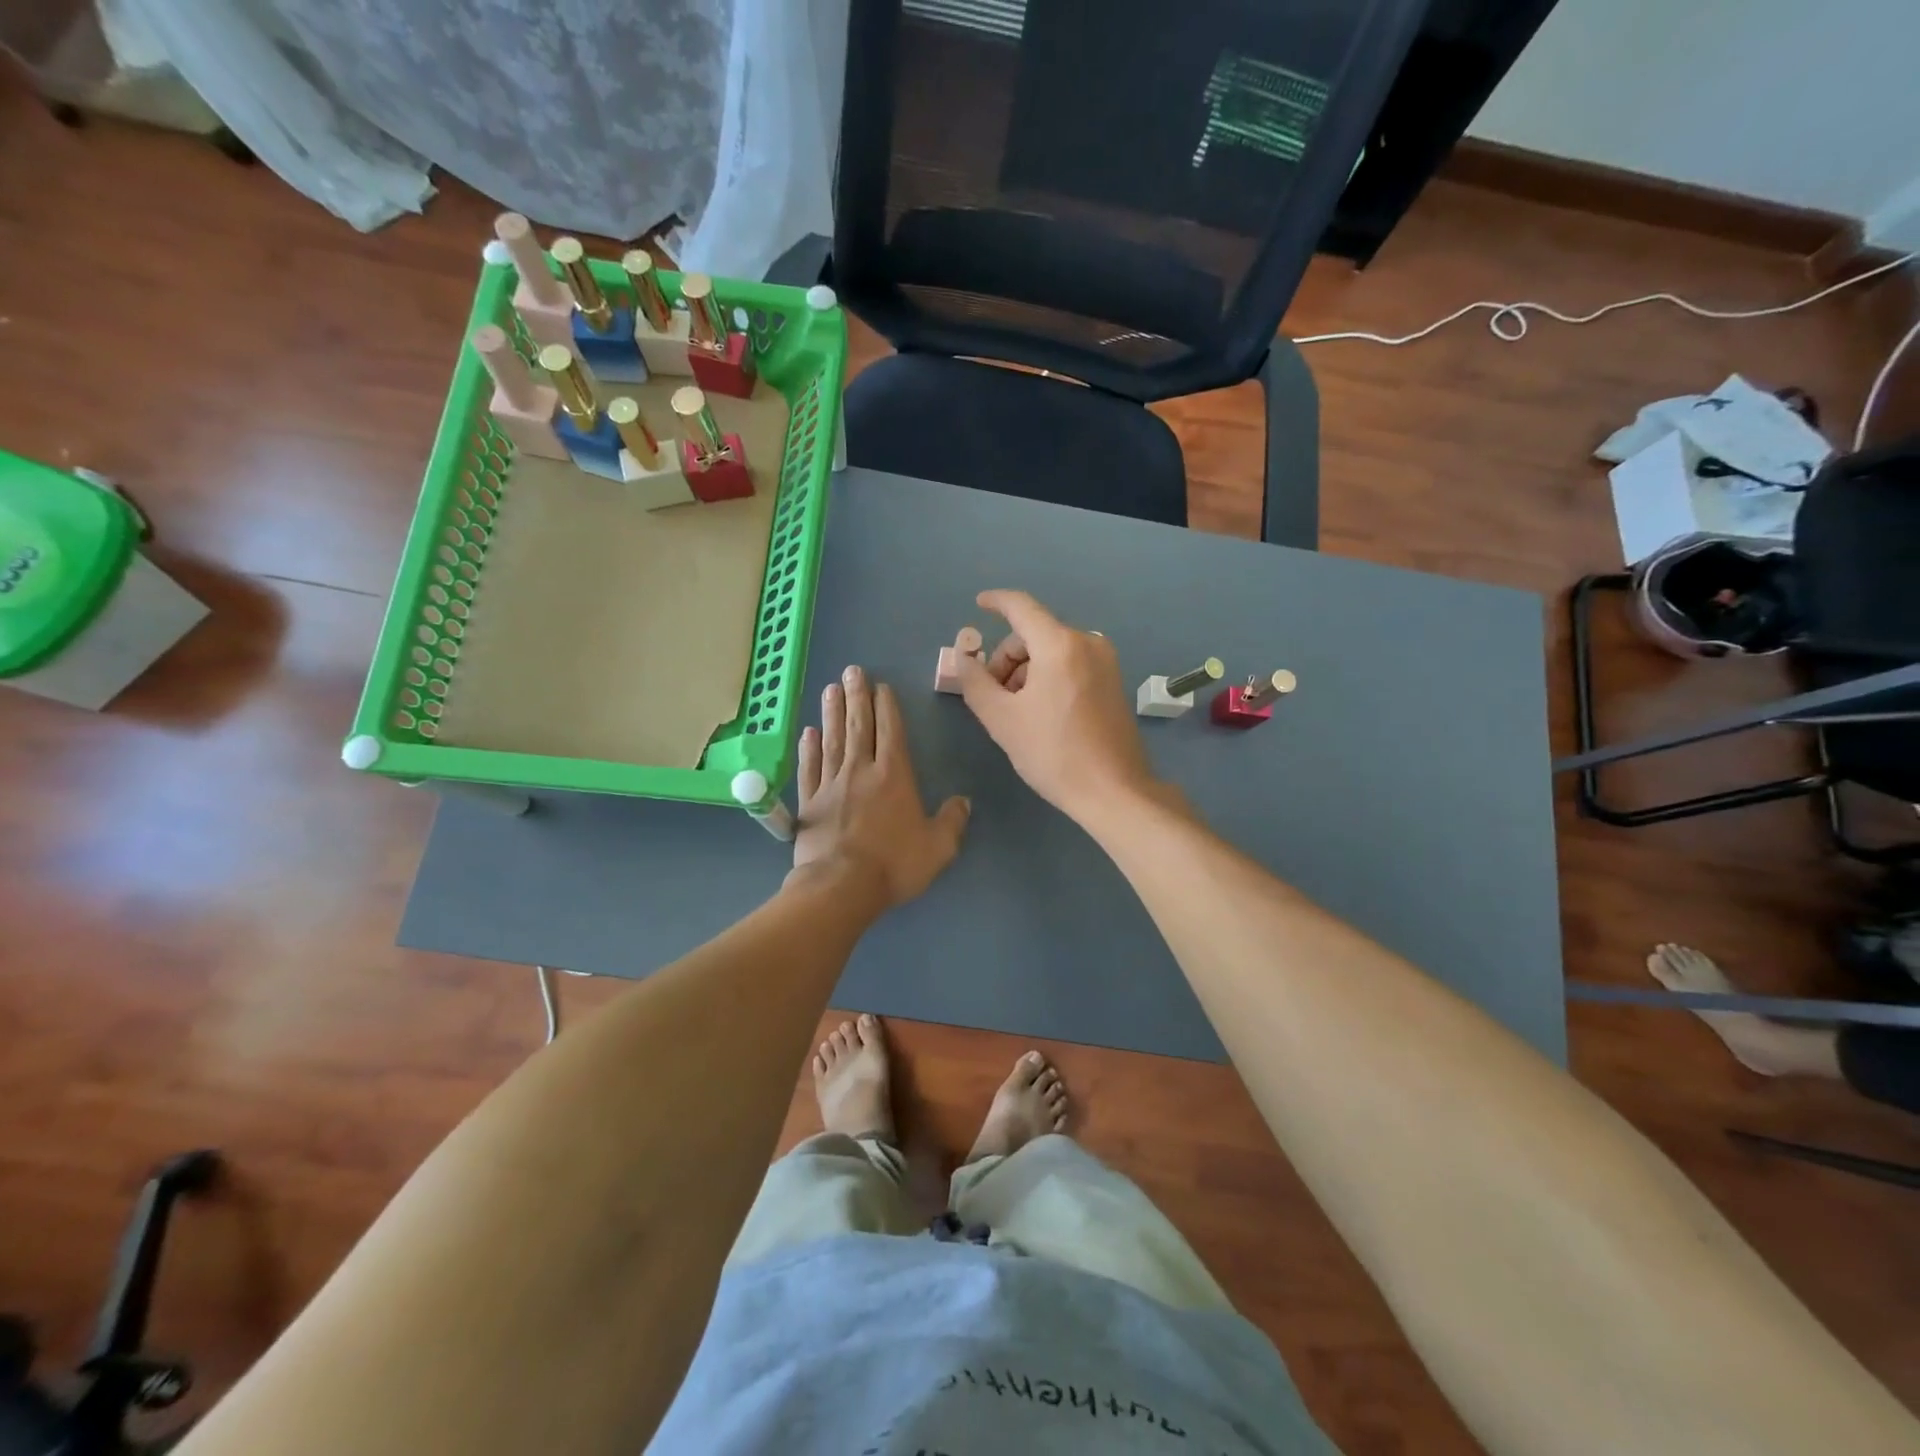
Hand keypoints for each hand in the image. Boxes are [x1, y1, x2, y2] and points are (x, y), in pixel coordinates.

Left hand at [790, 664, 969, 908]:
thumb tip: (963, 802)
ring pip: (832, 739)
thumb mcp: (938, 847)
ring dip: (831, 713)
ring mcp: (831, 784)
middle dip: (857, 697)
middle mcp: (861, 770)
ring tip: (830, 688)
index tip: (881, 686)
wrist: (841, 887)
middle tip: (852, 671)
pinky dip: (809, 748)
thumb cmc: (894, 864)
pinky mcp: (810, 802)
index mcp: (894, 776)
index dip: (886, 707)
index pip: (890, 731)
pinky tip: (808, 732)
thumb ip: (952, 821)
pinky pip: (810, 768)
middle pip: (859, 726)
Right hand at [955, 590, 1161, 821]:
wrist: (1114, 791)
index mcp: (1060, 645)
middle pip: (1034, 633)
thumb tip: (963, 659)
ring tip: (1015, 710)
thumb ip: (975, 682)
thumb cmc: (1053, 753)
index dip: (996, 602)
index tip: (979, 604)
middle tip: (992, 695)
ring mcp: (1106, 662)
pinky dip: (1048, 676)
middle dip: (1007, 657)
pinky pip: (1071, 664)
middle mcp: (1087, 643)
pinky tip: (1040, 711)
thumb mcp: (1002, 720)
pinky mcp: (1113, 681)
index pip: (1021, 607)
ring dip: (1026, 670)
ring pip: (1052, 650)